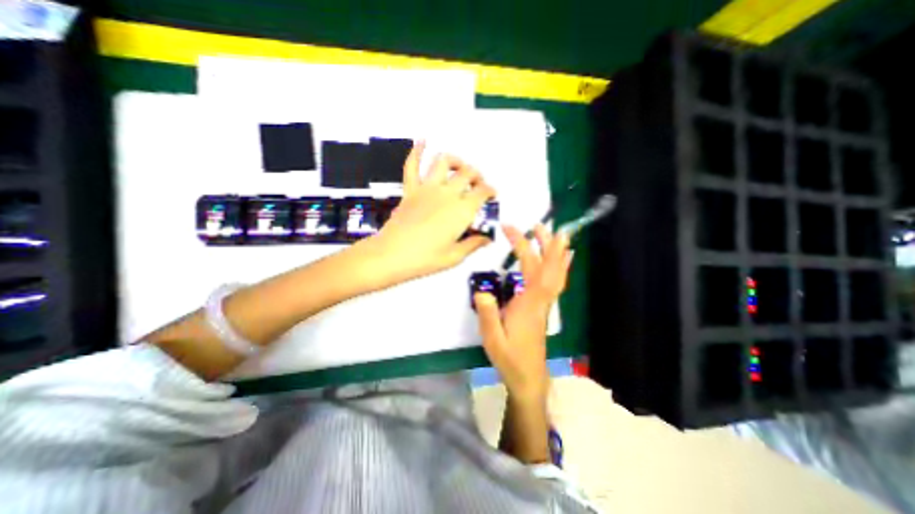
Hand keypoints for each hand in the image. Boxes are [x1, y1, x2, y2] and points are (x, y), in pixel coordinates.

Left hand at [367, 143, 496, 282]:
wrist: (392, 255)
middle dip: (477, 176)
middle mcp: (448, 194)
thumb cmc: (426, 259)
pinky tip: (422, 141)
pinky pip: (412, 166)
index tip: (492, 195)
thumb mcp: (455, 257)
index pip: (483, 192)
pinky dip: (416, 151)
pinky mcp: (410, 190)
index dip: (491, 191)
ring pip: (444, 162)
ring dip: (455, 161)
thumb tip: (488, 239)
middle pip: (468, 173)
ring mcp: (427, 188)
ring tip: (458, 167)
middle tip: (477, 184)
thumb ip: (474, 244)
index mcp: (462, 210)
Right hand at [476, 226, 570, 401]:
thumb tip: (482, 291)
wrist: (527, 377)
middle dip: (543, 244)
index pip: (534, 272)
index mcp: (528, 305)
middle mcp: (540, 300)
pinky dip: (559, 267)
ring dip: (554, 252)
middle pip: (547, 268)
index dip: (532, 249)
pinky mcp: (542, 307)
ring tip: (550, 233)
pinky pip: (555, 282)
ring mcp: (544, 303)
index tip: (522, 230)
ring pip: (555, 274)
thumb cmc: (509, 358)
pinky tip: (561, 258)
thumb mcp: (492, 339)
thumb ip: (487, 315)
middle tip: (537, 224)